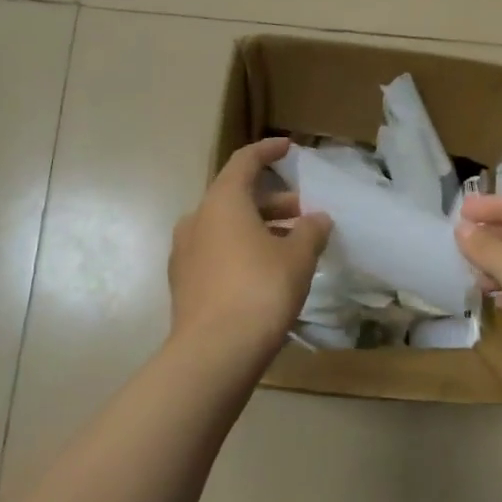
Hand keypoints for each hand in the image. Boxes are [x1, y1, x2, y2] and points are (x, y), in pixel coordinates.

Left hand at [168, 138, 332, 368]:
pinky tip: (267, 272)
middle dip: (273, 202)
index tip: (288, 148)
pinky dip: (242, 250)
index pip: (244, 162)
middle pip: (236, 197)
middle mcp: (197, 219)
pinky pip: (217, 253)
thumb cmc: (260, 290)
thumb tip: (317, 218)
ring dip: (259, 228)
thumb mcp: (298, 257)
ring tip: (293, 245)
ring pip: (226, 227)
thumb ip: (311, 230)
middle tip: (304, 213)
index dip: (268, 151)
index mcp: (222, 202)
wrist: (214, 353)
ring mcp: (185, 253)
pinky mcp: (184, 283)